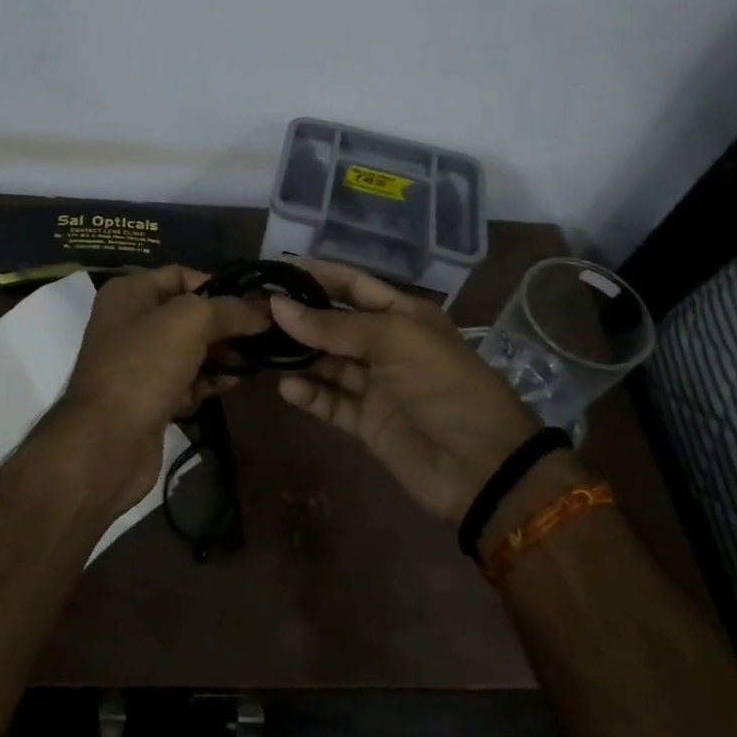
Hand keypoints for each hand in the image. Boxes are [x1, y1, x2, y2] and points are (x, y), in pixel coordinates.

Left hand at [59, 266, 269, 509]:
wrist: (106, 444)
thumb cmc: (143, 368)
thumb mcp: (190, 323)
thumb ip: (230, 310)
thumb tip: (266, 309)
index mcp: (129, 293)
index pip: (180, 275)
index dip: (218, 284)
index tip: (254, 301)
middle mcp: (130, 323)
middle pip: (188, 314)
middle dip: (225, 322)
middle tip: (264, 332)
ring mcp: (138, 364)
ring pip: (190, 349)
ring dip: (222, 352)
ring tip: (257, 358)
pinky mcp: (149, 399)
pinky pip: (187, 380)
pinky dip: (210, 380)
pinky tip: (235, 382)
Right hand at [269, 260, 539, 524]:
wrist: (482, 467)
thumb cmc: (445, 387)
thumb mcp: (395, 342)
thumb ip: (335, 327)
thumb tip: (278, 306)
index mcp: (402, 315)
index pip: (352, 285)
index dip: (317, 275)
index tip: (274, 269)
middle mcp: (386, 344)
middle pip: (333, 324)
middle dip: (298, 317)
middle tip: (254, 313)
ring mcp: (375, 384)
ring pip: (326, 363)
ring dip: (298, 356)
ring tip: (262, 350)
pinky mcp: (366, 421)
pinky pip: (330, 401)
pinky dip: (309, 394)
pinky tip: (288, 389)